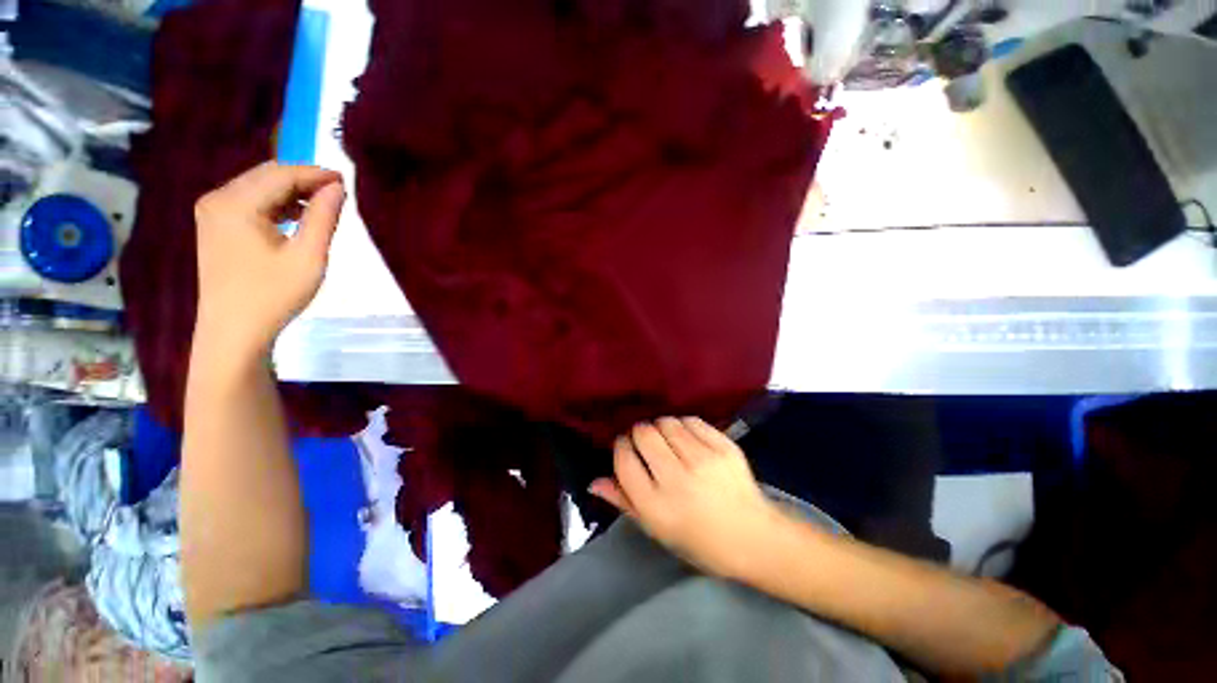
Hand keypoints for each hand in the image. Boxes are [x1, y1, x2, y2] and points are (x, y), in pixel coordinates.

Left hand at [193, 162, 345, 358]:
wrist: (233, 330)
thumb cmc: (273, 295)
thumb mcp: (308, 257)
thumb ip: (323, 217)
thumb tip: (337, 188)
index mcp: (236, 203)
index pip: (281, 174)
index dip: (315, 174)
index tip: (346, 181)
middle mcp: (218, 198)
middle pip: (266, 175)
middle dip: (303, 180)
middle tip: (337, 194)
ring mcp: (212, 212)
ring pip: (257, 187)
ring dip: (290, 192)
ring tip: (321, 207)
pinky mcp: (214, 225)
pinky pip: (248, 201)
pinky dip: (275, 204)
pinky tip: (295, 218)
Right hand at [590, 417, 780, 578]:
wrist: (753, 537)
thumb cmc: (699, 541)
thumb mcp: (656, 529)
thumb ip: (624, 501)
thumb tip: (594, 481)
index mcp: (656, 505)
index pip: (624, 459)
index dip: (621, 447)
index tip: (626, 447)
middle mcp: (677, 478)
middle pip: (644, 433)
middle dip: (639, 434)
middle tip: (648, 444)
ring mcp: (703, 459)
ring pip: (666, 422)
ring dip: (661, 428)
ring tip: (669, 442)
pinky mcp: (723, 446)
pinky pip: (691, 420)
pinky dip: (684, 426)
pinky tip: (688, 440)